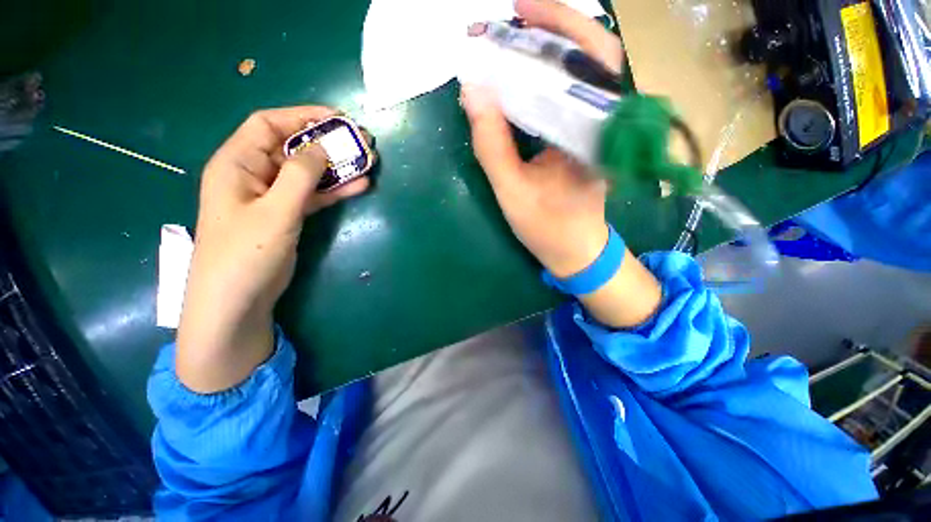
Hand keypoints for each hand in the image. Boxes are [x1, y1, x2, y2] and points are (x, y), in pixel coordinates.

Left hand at [177, 107, 369, 392]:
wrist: (238, 300)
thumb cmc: (246, 253)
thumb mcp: (275, 211)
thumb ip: (300, 176)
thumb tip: (322, 146)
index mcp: (237, 163)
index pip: (269, 124)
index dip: (302, 116)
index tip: (337, 118)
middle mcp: (253, 174)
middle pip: (293, 148)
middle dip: (326, 142)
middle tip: (360, 141)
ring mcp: (272, 196)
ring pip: (308, 173)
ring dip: (336, 167)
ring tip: (367, 162)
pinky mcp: (287, 215)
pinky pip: (313, 195)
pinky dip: (334, 190)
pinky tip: (359, 186)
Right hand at [461, 0, 623, 277]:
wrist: (574, 250)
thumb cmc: (548, 227)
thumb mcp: (513, 192)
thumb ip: (492, 145)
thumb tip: (472, 92)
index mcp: (597, 134)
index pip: (593, 59)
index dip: (559, 26)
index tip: (518, 11)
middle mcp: (605, 123)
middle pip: (589, 56)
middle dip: (549, 31)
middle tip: (507, 23)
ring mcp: (596, 129)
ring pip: (578, 74)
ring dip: (545, 52)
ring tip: (508, 44)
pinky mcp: (583, 137)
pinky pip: (567, 96)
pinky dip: (544, 79)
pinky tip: (520, 77)